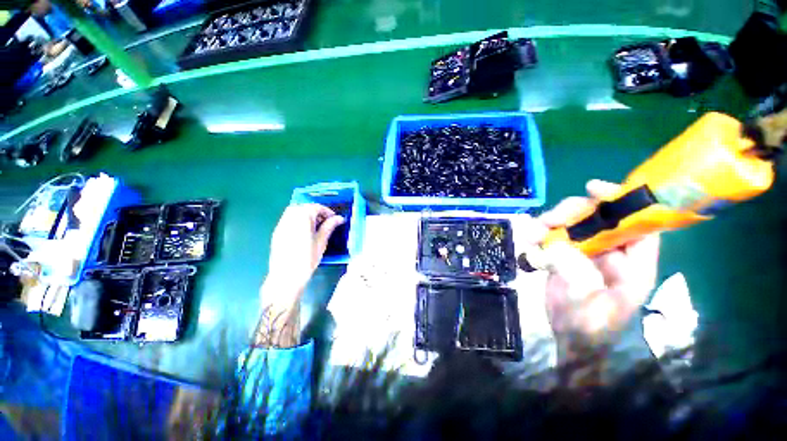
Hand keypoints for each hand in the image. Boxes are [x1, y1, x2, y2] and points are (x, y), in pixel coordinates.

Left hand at [266, 203, 344, 296]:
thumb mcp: (321, 241)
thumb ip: (329, 226)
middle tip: (325, 222)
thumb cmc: (307, 259)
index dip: (327, 212)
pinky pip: (288, 220)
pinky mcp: (277, 232)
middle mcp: (290, 217)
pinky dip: (298, 221)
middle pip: (304, 207)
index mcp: (302, 218)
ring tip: (315, 227)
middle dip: (315, 211)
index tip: (334, 219)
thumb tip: (339, 218)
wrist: (286, 276)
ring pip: (294, 212)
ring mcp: (281, 224)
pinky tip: (304, 232)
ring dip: (306, 215)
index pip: (316, 207)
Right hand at [539, 180, 659, 350]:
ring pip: (574, 224)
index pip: (637, 224)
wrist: (568, 337)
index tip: (592, 188)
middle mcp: (613, 253)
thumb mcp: (588, 304)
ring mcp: (588, 253)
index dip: (621, 202)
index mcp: (633, 264)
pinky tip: (529, 239)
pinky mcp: (567, 255)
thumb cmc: (588, 326)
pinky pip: (555, 235)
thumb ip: (577, 273)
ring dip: (551, 223)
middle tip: (548, 220)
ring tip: (532, 232)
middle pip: (599, 218)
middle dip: (573, 213)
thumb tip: (556, 246)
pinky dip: (541, 233)